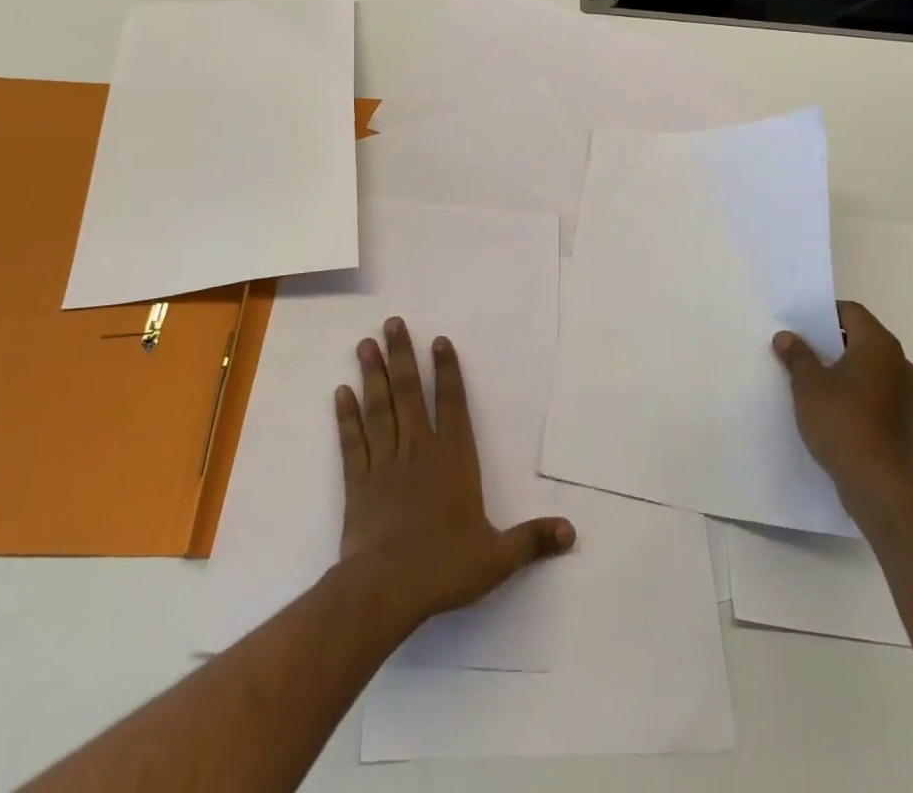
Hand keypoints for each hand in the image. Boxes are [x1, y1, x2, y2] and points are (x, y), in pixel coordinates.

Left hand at [336, 318, 574, 629]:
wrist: (385, 589)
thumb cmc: (444, 566)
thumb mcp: (497, 557)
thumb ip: (532, 540)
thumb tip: (571, 531)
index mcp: (453, 459)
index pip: (452, 404)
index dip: (446, 371)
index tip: (438, 340)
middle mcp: (418, 450)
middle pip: (409, 393)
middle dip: (402, 355)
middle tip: (392, 322)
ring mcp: (385, 462)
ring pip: (378, 408)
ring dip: (372, 374)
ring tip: (365, 343)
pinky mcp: (358, 482)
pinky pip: (353, 441)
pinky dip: (346, 416)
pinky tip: (341, 392)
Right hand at [774, 300, 912, 510]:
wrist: (878, 482)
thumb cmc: (841, 419)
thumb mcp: (807, 383)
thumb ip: (797, 356)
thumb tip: (786, 337)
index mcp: (879, 345)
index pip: (853, 312)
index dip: (826, 313)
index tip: (803, 324)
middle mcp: (901, 364)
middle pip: (865, 339)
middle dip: (836, 342)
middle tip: (805, 351)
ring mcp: (909, 396)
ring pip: (874, 369)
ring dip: (850, 370)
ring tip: (819, 382)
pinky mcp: (909, 424)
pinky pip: (881, 395)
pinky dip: (862, 395)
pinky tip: (839, 411)